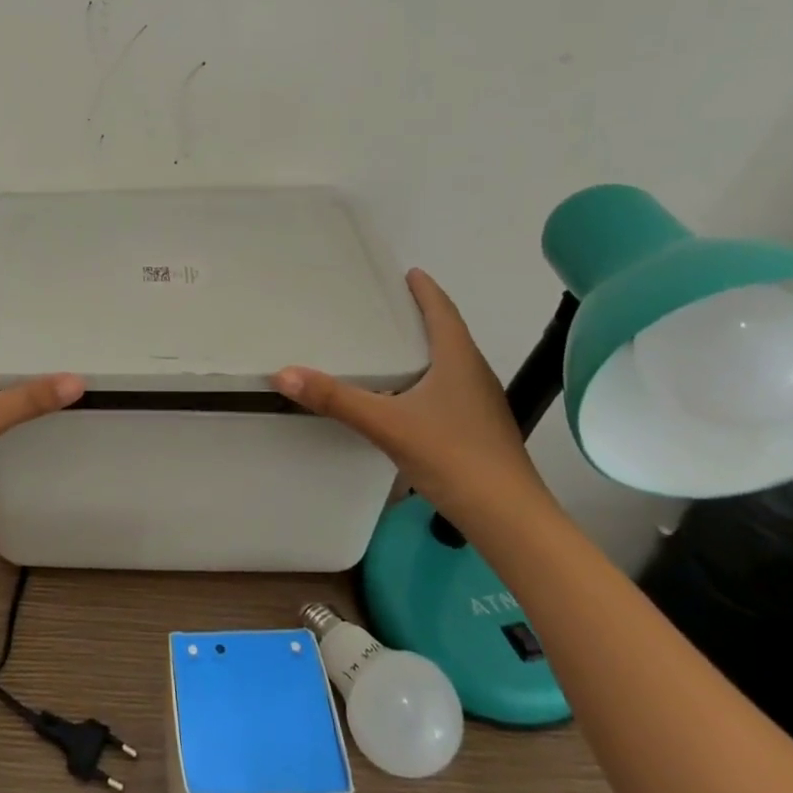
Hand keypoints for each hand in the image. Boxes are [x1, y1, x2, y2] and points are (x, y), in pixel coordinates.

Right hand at [273, 269, 547, 525]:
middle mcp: (474, 375)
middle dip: (422, 315)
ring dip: (426, 348)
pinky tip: (406, 397)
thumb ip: (336, 399)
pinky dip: (427, 378)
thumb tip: (283, 374)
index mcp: (459, 361)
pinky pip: (449, 389)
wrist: (509, 519)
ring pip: (450, 363)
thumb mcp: (386, 424)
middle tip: (387, 305)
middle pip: (449, 333)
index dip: (426, 290)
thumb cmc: (453, 457)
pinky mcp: (478, 430)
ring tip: (392, 346)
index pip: (443, 312)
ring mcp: (480, 405)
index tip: (408, 272)